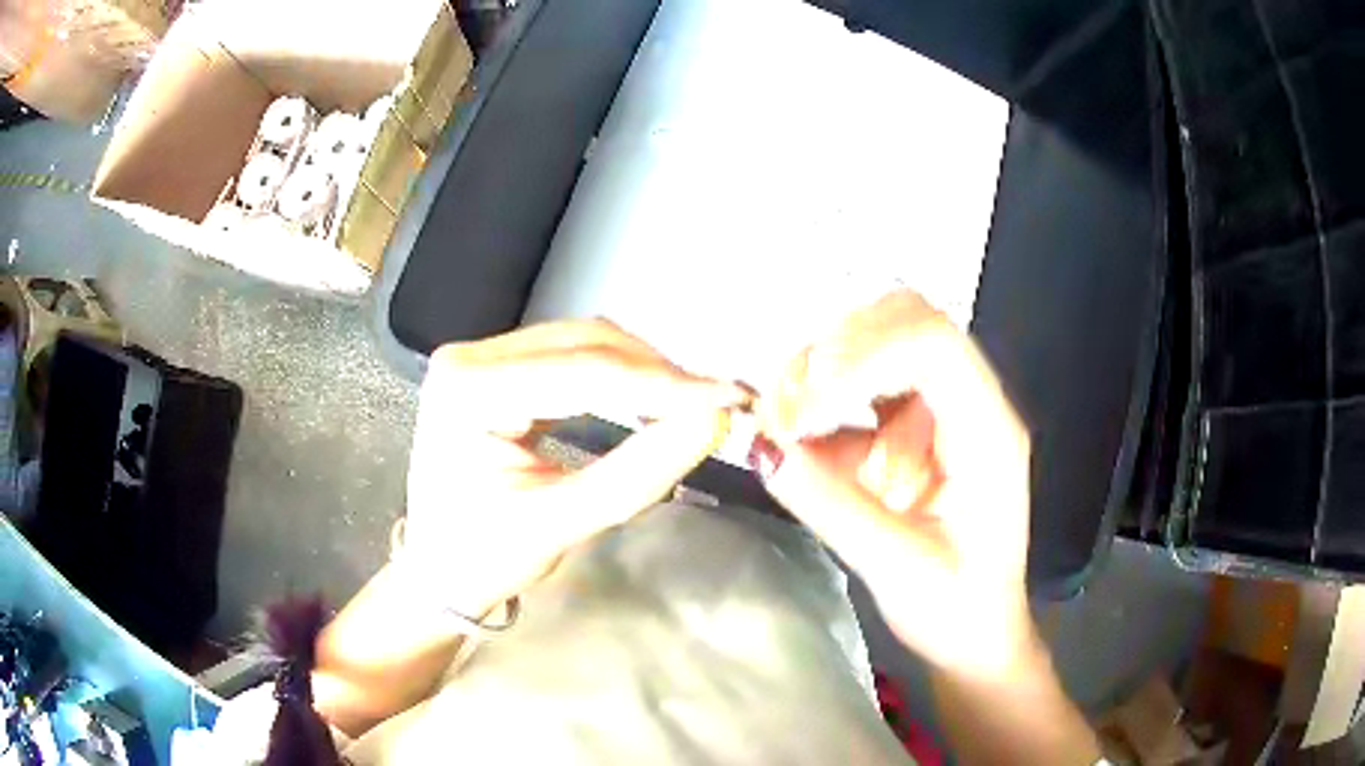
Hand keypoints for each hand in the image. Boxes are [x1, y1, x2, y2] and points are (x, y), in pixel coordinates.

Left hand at [402, 319, 747, 614]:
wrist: (438, 572)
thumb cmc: (485, 559)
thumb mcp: (562, 523)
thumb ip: (638, 473)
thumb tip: (712, 420)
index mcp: (468, 391)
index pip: (582, 372)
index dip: (664, 384)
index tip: (730, 398)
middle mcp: (469, 356)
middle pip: (583, 343)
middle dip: (656, 373)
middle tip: (715, 405)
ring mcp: (479, 356)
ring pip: (582, 342)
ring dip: (642, 370)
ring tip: (690, 404)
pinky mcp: (495, 367)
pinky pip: (569, 357)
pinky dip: (618, 376)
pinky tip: (651, 398)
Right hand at [756, 291, 1037, 679]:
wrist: (976, 633)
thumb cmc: (957, 609)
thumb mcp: (897, 569)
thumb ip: (831, 506)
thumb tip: (763, 447)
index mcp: (987, 431)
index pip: (933, 344)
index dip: (863, 352)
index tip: (804, 402)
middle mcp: (968, 403)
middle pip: (907, 320)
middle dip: (839, 348)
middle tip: (786, 402)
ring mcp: (940, 412)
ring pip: (881, 341)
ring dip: (825, 368)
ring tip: (782, 416)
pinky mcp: (911, 431)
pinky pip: (861, 390)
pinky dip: (822, 404)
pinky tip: (796, 437)